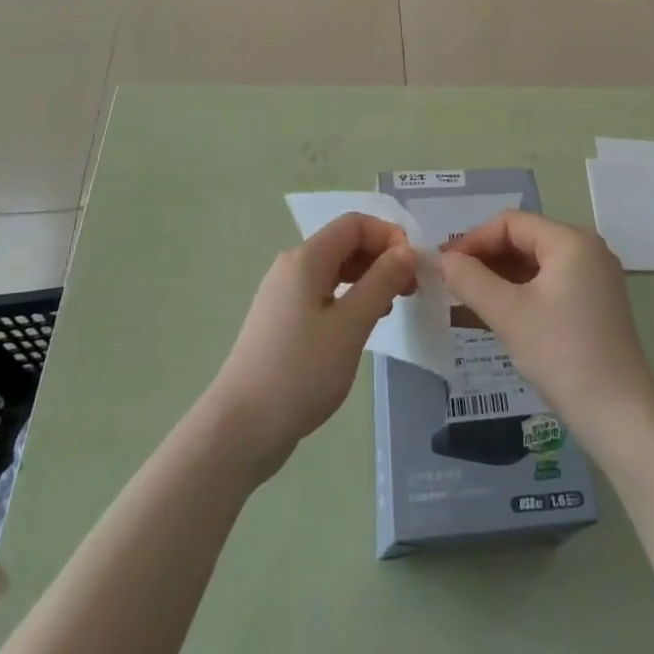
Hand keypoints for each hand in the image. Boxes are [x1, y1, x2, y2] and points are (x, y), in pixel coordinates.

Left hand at [205, 213, 416, 481]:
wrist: (240, 429)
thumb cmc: (300, 371)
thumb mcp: (350, 325)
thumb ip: (382, 282)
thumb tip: (407, 250)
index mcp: (306, 258)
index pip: (355, 224)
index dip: (389, 236)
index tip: (413, 267)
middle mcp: (292, 267)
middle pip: (344, 244)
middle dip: (381, 258)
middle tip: (410, 290)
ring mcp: (284, 295)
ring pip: (335, 271)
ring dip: (368, 280)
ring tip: (392, 308)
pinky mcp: (282, 322)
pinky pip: (323, 294)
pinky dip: (349, 299)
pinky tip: (362, 326)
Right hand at [438, 211, 653, 435]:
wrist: (620, 416)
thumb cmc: (562, 354)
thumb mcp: (508, 314)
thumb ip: (471, 280)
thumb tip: (442, 259)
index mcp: (571, 240)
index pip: (511, 223)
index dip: (473, 240)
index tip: (444, 265)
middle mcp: (586, 249)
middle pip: (524, 240)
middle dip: (485, 258)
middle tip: (449, 282)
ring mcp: (593, 277)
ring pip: (535, 264)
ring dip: (499, 277)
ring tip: (464, 298)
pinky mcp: (593, 304)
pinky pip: (548, 284)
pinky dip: (519, 294)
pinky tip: (494, 313)